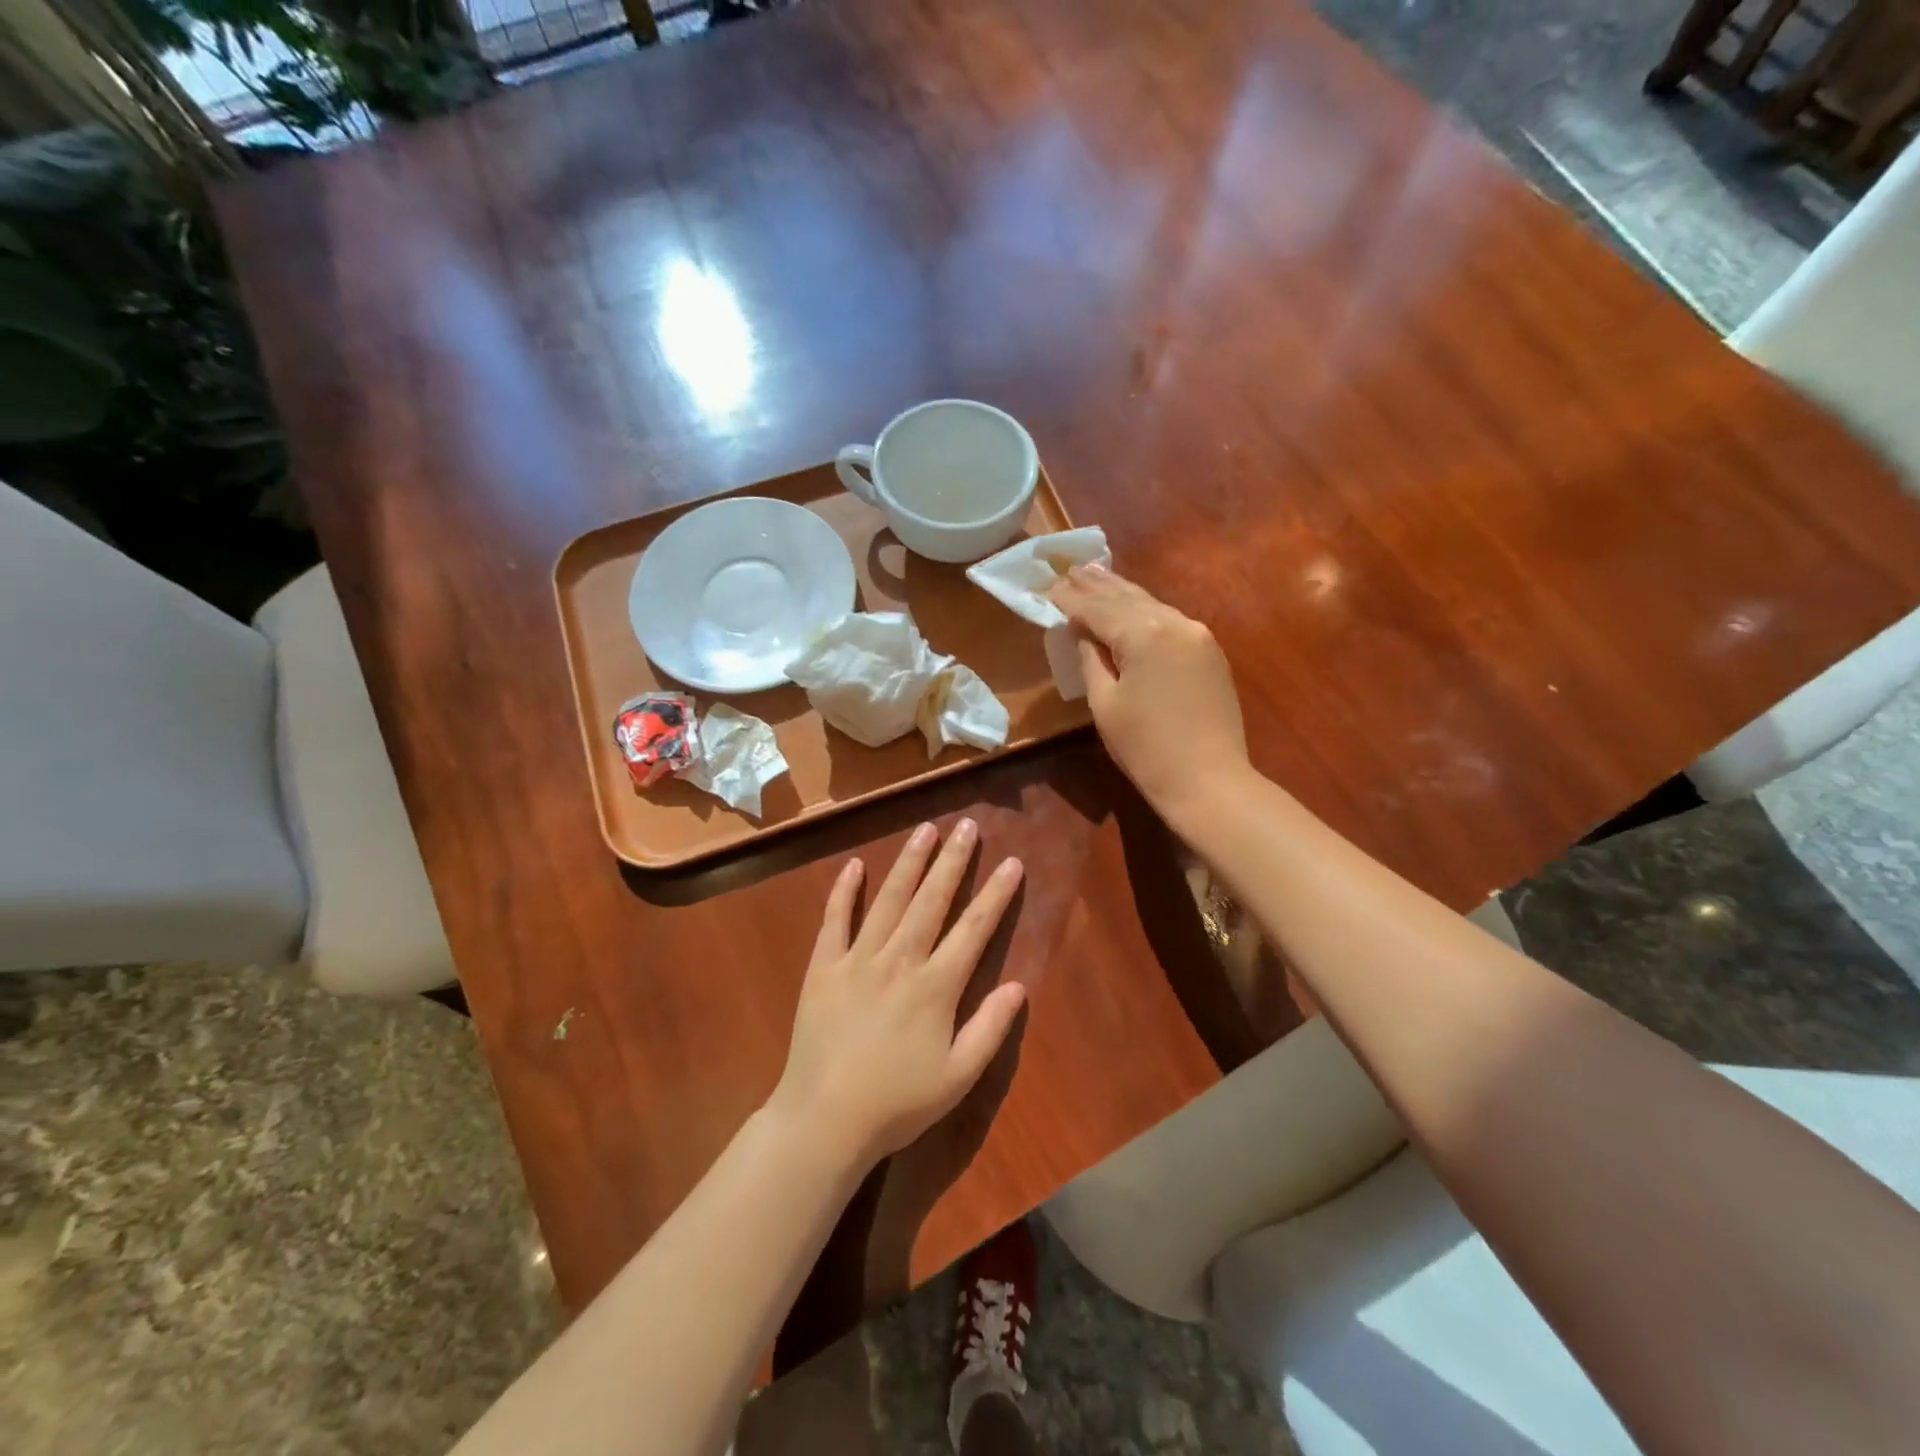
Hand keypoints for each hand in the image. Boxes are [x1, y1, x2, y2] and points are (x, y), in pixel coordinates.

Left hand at [770, 820, 1027, 1167]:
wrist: (824, 1119)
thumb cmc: (897, 1102)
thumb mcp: (957, 1077)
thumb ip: (990, 1029)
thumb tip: (1019, 985)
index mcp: (935, 986)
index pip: (974, 929)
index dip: (995, 894)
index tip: (1011, 862)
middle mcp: (899, 960)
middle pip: (931, 900)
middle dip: (953, 861)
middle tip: (967, 825)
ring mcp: (857, 959)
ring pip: (889, 900)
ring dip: (909, 862)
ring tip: (925, 829)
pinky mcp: (823, 966)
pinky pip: (834, 920)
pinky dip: (844, 891)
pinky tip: (855, 865)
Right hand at [1050, 564, 1249, 819]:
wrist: (1209, 780)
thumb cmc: (1146, 748)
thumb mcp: (1105, 704)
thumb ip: (1092, 659)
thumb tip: (1083, 631)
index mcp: (1144, 634)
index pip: (1097, 609)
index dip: (1070, 599)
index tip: (1048, 586)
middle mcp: (1174, 623)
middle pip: (1127, 597)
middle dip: (1096, 585)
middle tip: (1071, 568)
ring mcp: (1197, 634)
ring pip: (1151, 605)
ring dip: (1121, 591)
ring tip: (1095, 574)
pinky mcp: (1209, 651)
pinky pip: (1169, 620)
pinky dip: (1145, 610)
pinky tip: (1131, 604)